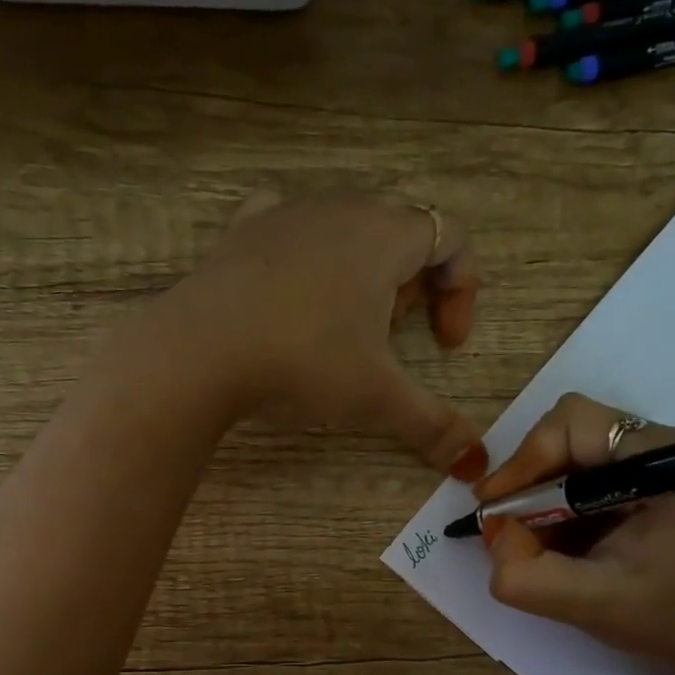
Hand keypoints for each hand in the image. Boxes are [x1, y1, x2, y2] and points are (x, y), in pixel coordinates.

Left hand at [159, 192, 487, 477]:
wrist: (198, 349)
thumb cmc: (303, 361)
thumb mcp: (376, 399)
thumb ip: (432, 426)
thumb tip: (475, 466)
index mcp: (385, 235)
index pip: (450, 239)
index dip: (462, 292)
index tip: (445, 347)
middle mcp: (341, 208)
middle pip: (400, 233)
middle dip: (411, 287)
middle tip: (392, 337)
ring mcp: (286, 213)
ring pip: (346, 228)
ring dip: (361, 272)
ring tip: (342, 324)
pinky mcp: (241, 230)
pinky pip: (288, 223)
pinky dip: (304, 251)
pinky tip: (292, 285)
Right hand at [479, 392, 674, 674]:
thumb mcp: (600, 606)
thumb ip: (531, 577)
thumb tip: (493, 536)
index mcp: (665, 458)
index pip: (573, 423)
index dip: (524, 459)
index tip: (496, 509)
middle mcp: (665, 449)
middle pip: (571, 436)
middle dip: (530, 482)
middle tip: (508, 530)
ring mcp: (664, 470)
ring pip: (578, 462)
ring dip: (543, 500)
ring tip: (534, 547)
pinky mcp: (659, 493)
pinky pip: (593, 484)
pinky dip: (564, 513)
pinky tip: (563, 550)